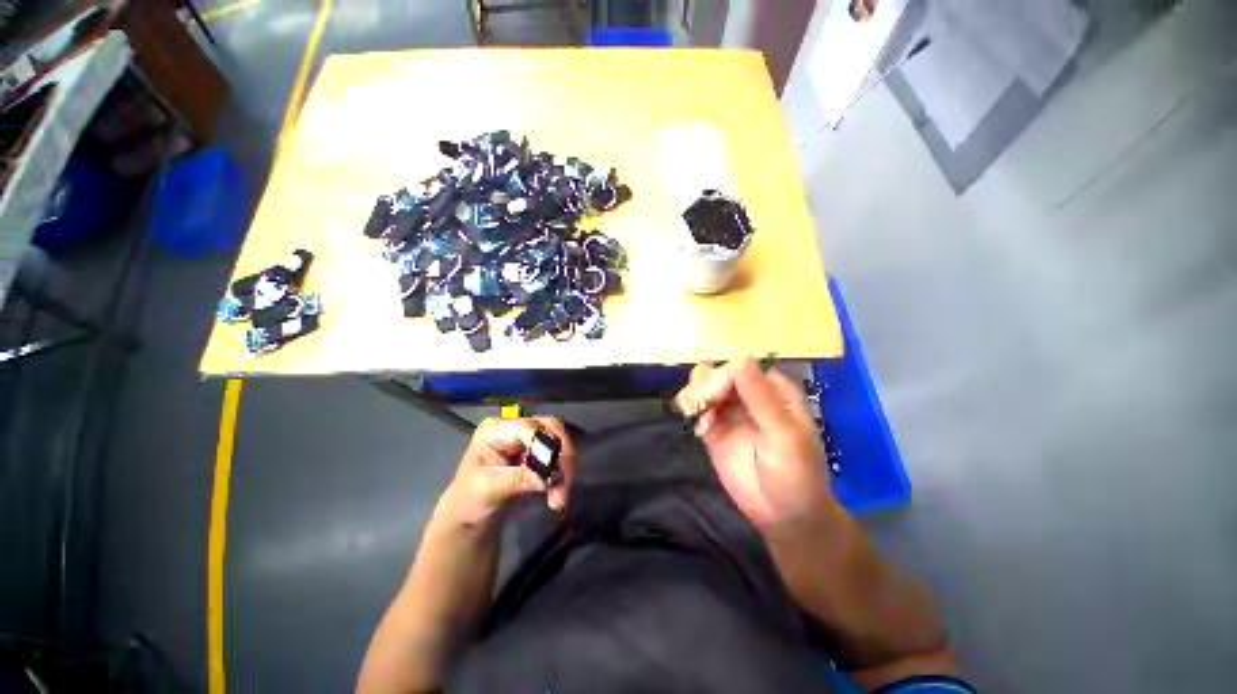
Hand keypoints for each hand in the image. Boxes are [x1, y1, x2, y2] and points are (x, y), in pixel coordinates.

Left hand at [435, 417, 575, 530]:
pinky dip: (561, 477)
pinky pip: (557, 460)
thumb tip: (548, 475)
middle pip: (550, 429)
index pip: (530, 428)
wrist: (468, 520)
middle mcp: (515, 429)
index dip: (547, 443)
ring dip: (563, 470)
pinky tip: (557, 497)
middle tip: (567, 478)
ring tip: (560, 498)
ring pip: (558, 445)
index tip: (558, 467)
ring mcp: (527, 441)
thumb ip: (519, 478)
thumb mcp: (489, 488)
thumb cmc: (468, 500)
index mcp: (496, 429)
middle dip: (561, 454)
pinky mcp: (537, 456)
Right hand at [675, 359, 834, 532]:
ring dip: (694, 396)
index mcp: (772, 390)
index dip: (723, 376)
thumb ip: (760, 398)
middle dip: (704, 387)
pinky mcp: (714, 429)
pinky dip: (692, 412)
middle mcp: (748, 395)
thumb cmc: (796, 475)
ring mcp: (729, 411)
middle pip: (717, 373)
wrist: (785, 517)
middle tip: (701, 409)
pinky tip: (699, 429)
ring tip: (697, 417)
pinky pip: (697, 409)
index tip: (712, 397)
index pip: (740, 366)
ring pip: (703, 387)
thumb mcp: (784, 436)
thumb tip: (739, 357)